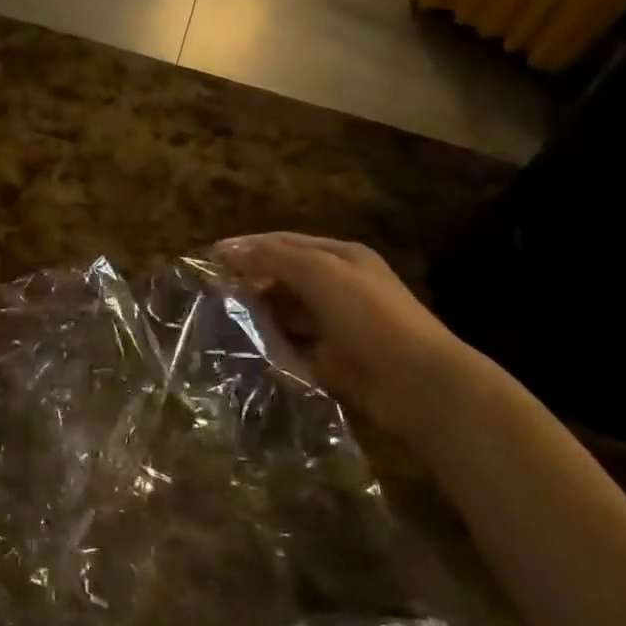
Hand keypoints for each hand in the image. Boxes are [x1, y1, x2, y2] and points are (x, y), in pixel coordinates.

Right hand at [217, 233, 479, 438]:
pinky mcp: (332, 360)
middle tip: (210, 294)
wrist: (416, 383)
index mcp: (340, 257)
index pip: (284, 243)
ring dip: (257, 315)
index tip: (209, 259)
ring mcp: (335, 325)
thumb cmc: (369, 316)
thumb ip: (272, 258)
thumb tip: (224, 248)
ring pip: (286, 313)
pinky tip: (244, 348)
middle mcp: (338, 286)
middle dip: (249, 282)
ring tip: (218, 321)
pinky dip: (271, 346)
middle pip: (284, 277)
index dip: (248, 247)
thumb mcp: (320, 274)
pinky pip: (293, 347)